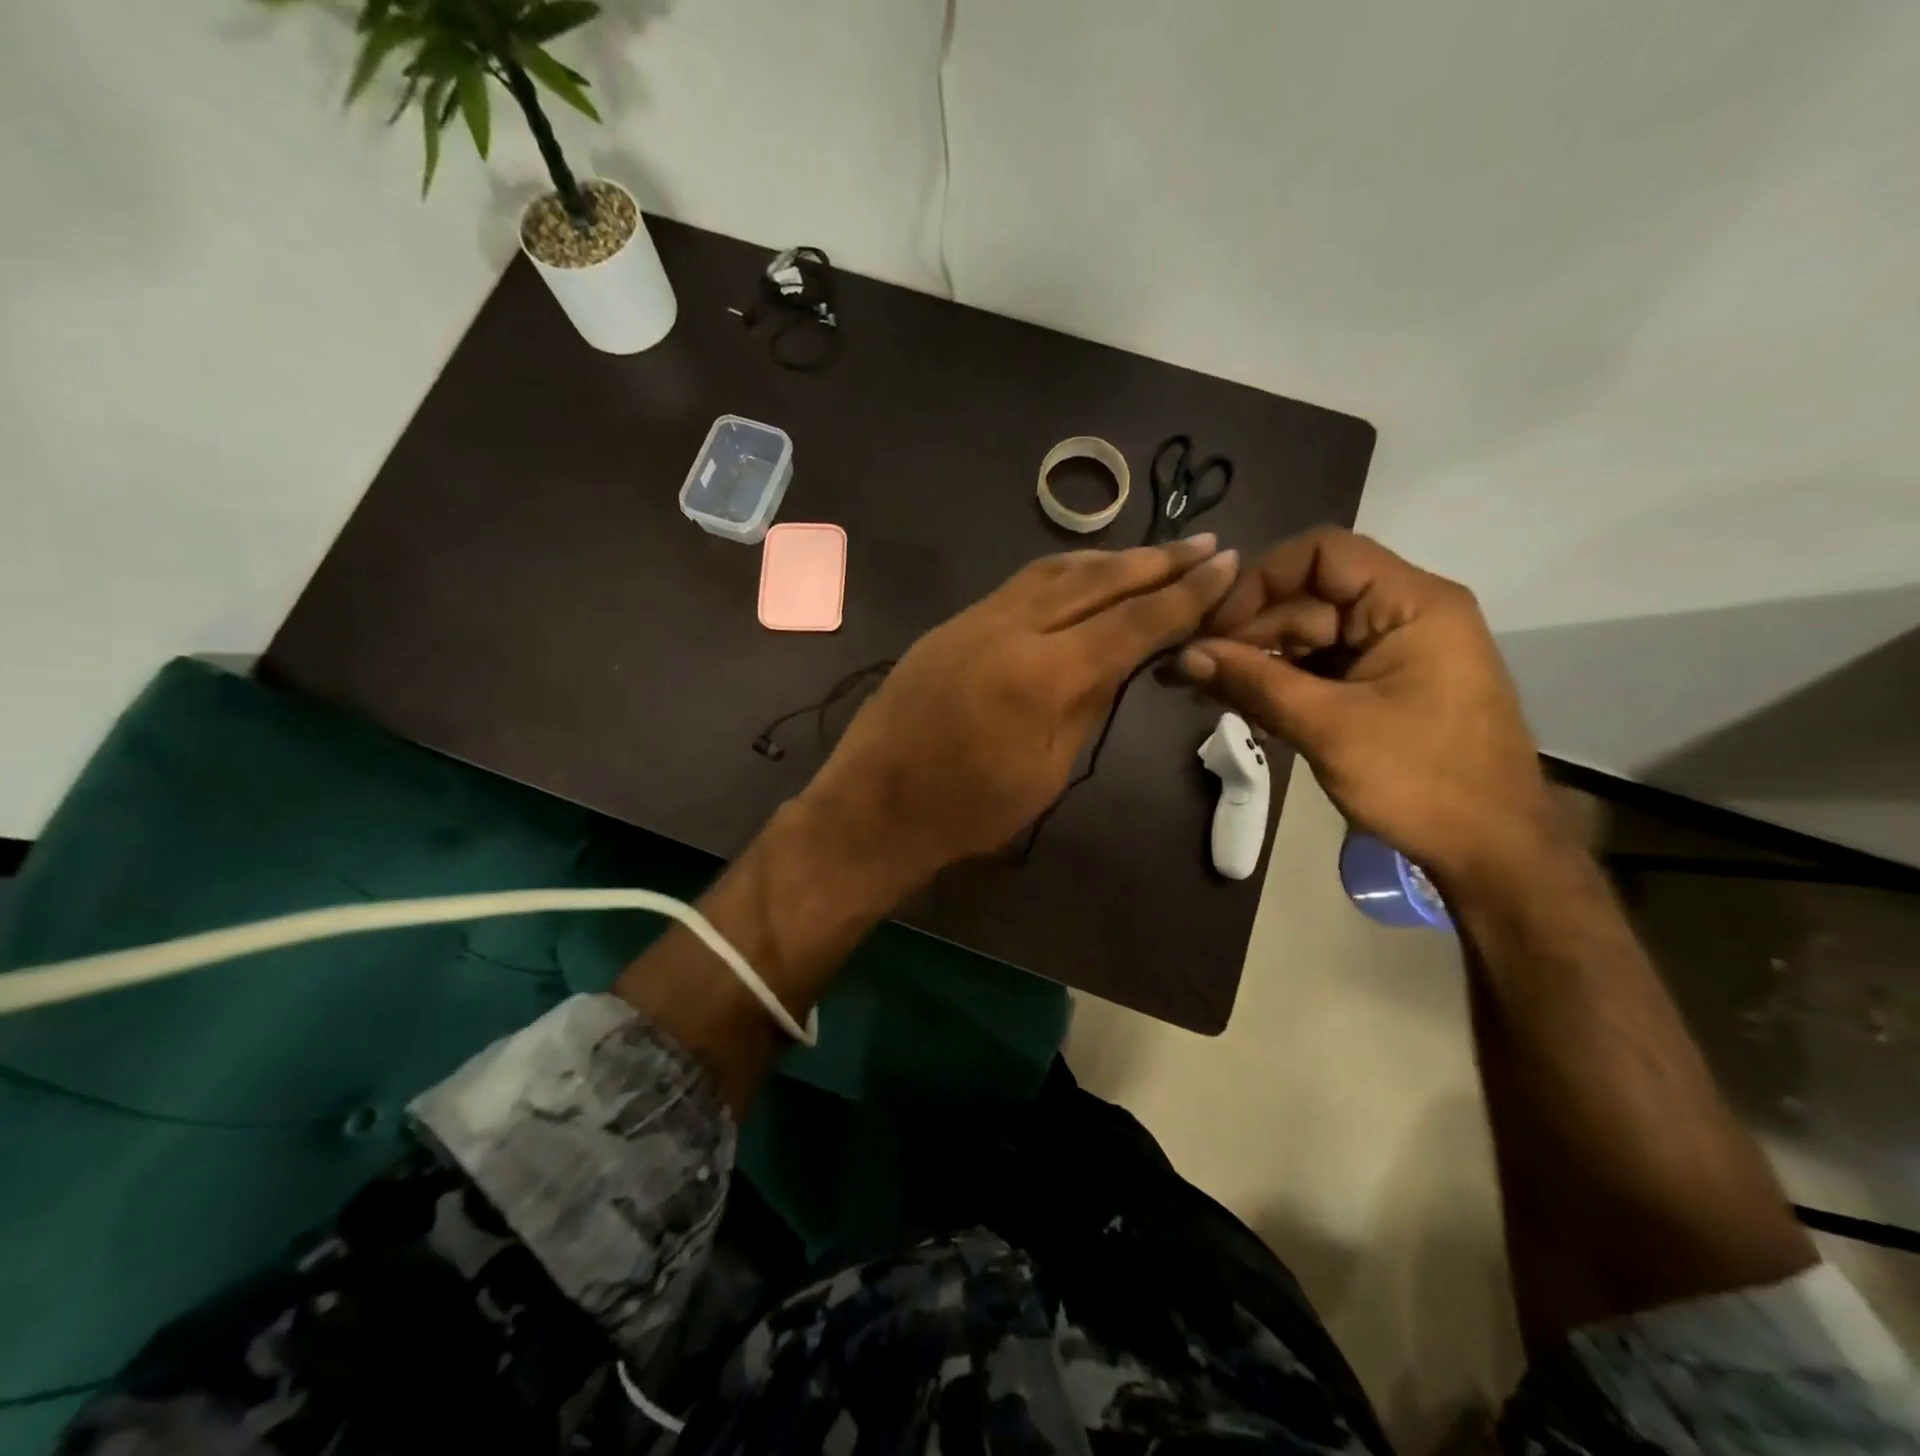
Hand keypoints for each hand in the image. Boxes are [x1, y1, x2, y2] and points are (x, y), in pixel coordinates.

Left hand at [797, 535, 1239, 893]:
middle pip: (1097, 579)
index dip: (1184, 594)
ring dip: (1110, 559)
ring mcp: (974, 619)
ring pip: (1055, 571)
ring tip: (1154, 554)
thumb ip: (1090, 704)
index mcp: (1042, 675)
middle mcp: (1009, 628)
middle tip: (1204, 544)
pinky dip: (1064, 573)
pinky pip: (1019, 584)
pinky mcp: (951, 623)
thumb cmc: (969, 811)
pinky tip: (1085, 578)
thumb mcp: (1049, 770)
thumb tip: (1125, 658)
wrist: (874, 807)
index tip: (1226, 565)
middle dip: (1157, 560)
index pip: (1131, 621)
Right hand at [1176, 527, 1559, 888]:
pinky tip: (1238, 707)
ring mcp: (1391, 652)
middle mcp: (1402, 614)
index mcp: (1410, 604)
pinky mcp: (1381, 686)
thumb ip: (1254, 683)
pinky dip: (1279, 685)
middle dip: (1246, 633)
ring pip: (1306, 637)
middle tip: (1190, 672)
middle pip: (1306, 599)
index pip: (1322, 553)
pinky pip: (1319, 669)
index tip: (1216, 627)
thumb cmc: (1421, 781)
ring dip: (1255, 663)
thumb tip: (1182, 655)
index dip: (1260, 581)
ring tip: (1203, 694)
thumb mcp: (1328, 727)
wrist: (1493, 851)